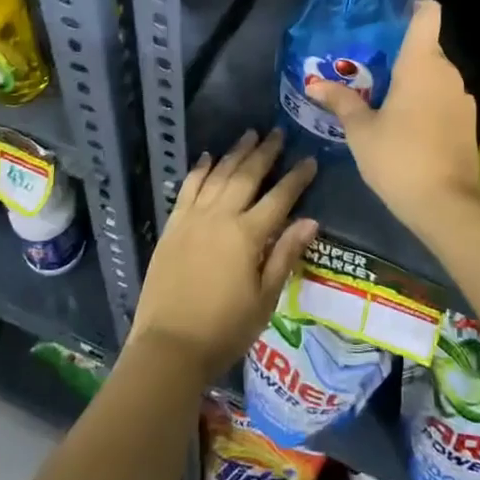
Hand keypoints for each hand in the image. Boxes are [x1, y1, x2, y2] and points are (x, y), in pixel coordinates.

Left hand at [130, 129, 317, 386]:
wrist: (169, 346)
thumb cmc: (225, 329)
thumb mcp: (265, 298)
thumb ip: (285, 255)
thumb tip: (311, 221)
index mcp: (247, 235)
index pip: (279, 198)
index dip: (296, 178)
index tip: (310, 160)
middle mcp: (220, 217)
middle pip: (247, 176)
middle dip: (265, 153)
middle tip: (278, 133)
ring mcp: (193, 218)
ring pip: (218, 174)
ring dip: (235, 153)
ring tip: (249, 134)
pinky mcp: (173, 225)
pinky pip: (189, 187)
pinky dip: (200, 169)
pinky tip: (208, 157)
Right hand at [306, 0, 479, 237]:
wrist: (446, 205)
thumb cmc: (399, 158)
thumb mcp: (361, 131)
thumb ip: (341, 102)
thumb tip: (315, 84)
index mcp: (421, 64)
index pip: (427, 14)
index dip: (413, 7)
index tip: (392, 16)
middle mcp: (447, 73)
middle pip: (427, 48)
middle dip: (400, 55)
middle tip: (368, 70)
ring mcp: (462, 98)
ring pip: (435, 76)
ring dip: (413, 82)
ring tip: (382, 99)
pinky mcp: (468, 123)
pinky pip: (444, 99)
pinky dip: (426, 103)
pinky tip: (405, 126)